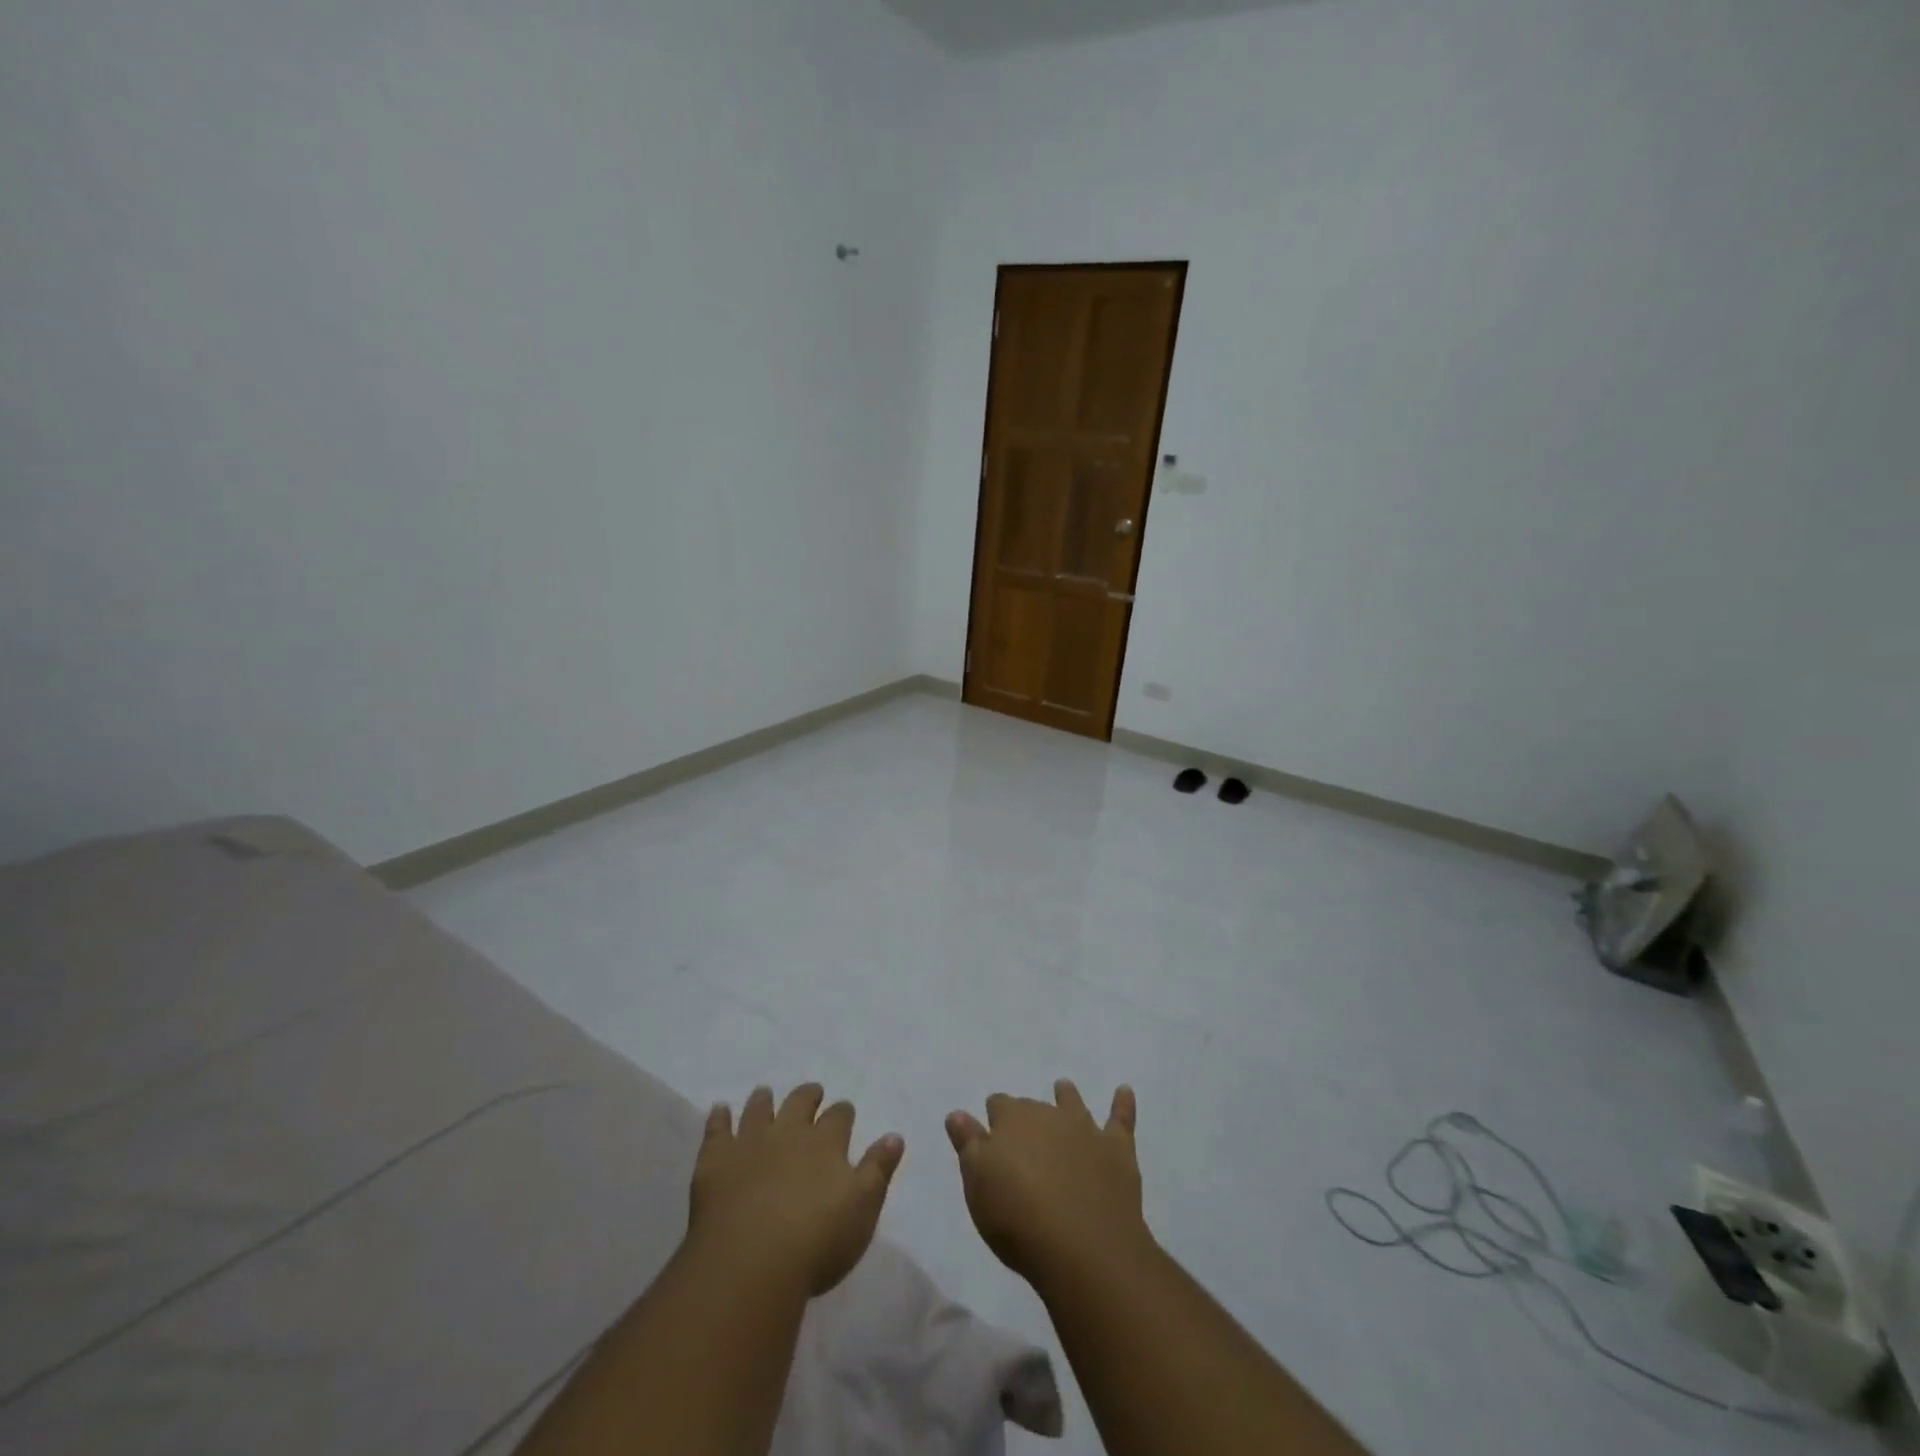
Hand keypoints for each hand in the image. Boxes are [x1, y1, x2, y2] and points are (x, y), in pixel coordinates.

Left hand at [689, 1084, 904, 1296]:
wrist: (750, 1263)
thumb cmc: (816, 1242)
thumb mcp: (862, 1209)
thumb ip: (878, 1170)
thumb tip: (894, 1136)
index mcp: (826, 1143)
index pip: (839, 1116)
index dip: (842, 1112)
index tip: (845, 1112)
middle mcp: (789, 1133)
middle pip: (800, 1102)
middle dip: (808, 1095)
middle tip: (811, 1092)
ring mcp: (750, 1143)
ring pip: (758, 1109)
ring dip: (763, 1100)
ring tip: (765, 1092)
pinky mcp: (716, 1161)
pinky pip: (717, 1130)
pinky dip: (719, 1118)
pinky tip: (719, 1109)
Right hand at [946, 1080, 1151, 1287]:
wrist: (1082, 1246)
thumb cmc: (1018, 1219)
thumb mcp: (978, 1185)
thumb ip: (968, 1145)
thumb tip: (957, 1113)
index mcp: (1011, 1121)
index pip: (998, 1106)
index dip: (994, 1118)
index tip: (990, 1130)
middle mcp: (1048, 1115)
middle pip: (1033, 1107)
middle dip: (1027, 1115)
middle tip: (1023, 1133)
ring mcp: (1085, 1130)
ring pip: (1073, 1104)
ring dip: (1067, 1096)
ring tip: (1063, 1088)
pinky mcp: (1116, 1150)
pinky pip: (1121, 1119)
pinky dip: (1122, 1103)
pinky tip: (1125, 1091)